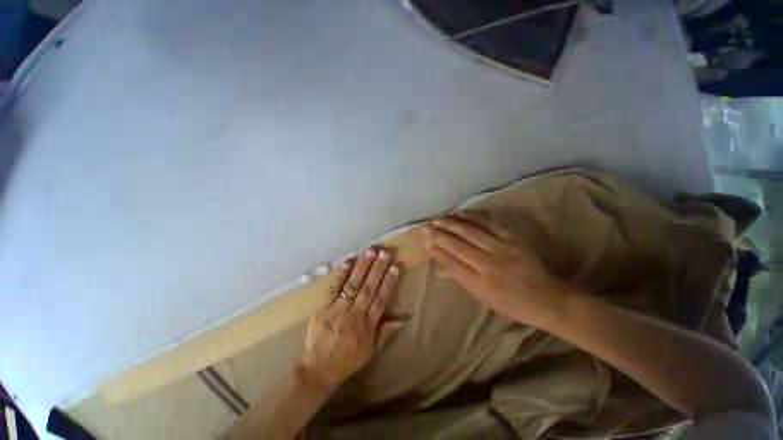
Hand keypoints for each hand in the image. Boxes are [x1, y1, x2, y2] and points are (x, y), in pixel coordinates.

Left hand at [301, 248, 402, 386]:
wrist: (317, 370)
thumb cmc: (348, 360)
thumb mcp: (371, 351)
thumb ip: (385, 331)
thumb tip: (403, 317)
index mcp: (367, 326)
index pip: (381, 299)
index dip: (388, 282)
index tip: (395, 267)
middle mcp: (354, 315)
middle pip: (368, 288)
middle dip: (377, 268)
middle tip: (384, 252)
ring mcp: (338, 310)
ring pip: (353, 284)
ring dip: (362, 266)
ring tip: (370, 251)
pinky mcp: (323, 308)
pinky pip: (334, 288)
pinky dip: (341, 274)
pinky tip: (349, 261)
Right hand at [422, 213, 571, 326]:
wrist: (546, 298)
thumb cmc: (511, 304)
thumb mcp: (483, 299)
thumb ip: (462, 278)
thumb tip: (443, 261)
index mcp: (479, 284)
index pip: (451, 263)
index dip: (437, 251)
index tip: (425, 241)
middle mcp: (488, 265)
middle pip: (458, 246)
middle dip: (439, 235)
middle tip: (427, 227)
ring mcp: (501, 249)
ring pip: (470, 232)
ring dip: (451, 224)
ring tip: (439, 219)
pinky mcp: (512, 238)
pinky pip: (488, 224)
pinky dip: (472, 218)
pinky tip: (461, 214)